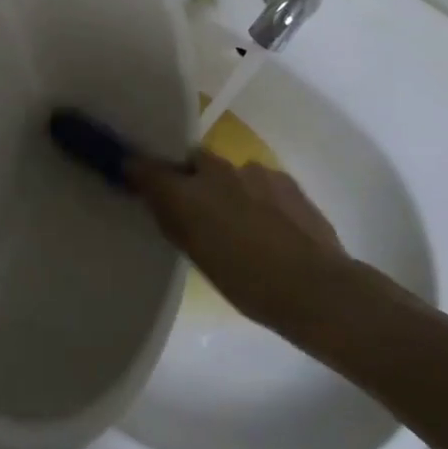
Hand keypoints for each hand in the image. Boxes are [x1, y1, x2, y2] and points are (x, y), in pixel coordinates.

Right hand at [127, 153, 356, 328]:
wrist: (315, 287)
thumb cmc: (247, 283)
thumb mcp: (198, 257)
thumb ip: (173, 221)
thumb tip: (155, 198)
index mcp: (187, 193)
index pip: (146, 166)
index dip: (138, 169)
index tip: (132, 176)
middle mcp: (215, 171)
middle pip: (192, 161)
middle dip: (189, 176)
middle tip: (193, 206)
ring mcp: (252, 171)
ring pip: (227, 171)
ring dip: (226, 188)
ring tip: (239, 221)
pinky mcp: (283, 177)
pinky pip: (257, 179)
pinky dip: (254, 194)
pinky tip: (268, 223)